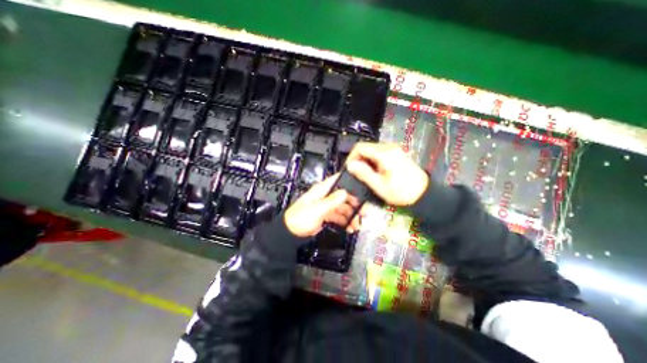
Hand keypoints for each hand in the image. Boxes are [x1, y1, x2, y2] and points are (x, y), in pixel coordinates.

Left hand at [283, 174, 362, 238]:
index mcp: (322, 190)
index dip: (351, 183)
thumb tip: (345, 192)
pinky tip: (350, 228)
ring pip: (343, 207)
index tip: (363, 190)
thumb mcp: (317, 210)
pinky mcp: (326, 214)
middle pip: (344, 196)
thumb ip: (331, 201)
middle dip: (355, 204)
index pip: (338, 180)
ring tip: (358, 225)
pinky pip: (339, 216)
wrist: (291, 233)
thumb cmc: (301, 218)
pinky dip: (345, 222)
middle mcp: (325, 195)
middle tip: (364, 213)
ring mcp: (326, 205)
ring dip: (351, 216)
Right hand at [343, 142, 427, 206]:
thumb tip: (350, 165)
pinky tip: (374, 172)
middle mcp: (389, 147)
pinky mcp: (396, 153)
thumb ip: (363, 173)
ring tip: (365, 174)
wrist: (423, 193)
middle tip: (356, 174)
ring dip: (365, 161)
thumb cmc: (401, 192)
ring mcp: (394, 149)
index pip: (360, 147)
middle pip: (366, 147)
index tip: (349, 169)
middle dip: (358, 159)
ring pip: (371, 150)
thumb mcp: (379, 185)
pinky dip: (372, 161)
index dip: (351, 157)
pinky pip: (378, 153)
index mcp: (384, 153)